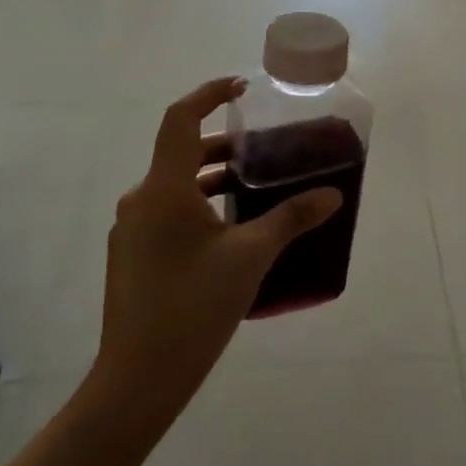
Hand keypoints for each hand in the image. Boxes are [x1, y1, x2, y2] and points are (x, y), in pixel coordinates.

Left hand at [92, 78, 340, 430]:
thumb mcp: (251, 256)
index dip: (209, 93)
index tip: (241, 87)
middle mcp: (141, 200)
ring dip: (213, 179)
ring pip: (176, 186)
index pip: (181, 119)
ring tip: (256, 189)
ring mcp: (132, 230)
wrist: (138, 379)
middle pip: (182, 153)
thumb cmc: (194, 306)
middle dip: (224, 146)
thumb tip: (332, 194)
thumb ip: (291, 218)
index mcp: (164, 189)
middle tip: (264, 149)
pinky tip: (231, 232)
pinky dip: (200, 206)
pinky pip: (168, 213)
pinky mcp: (132, 256)